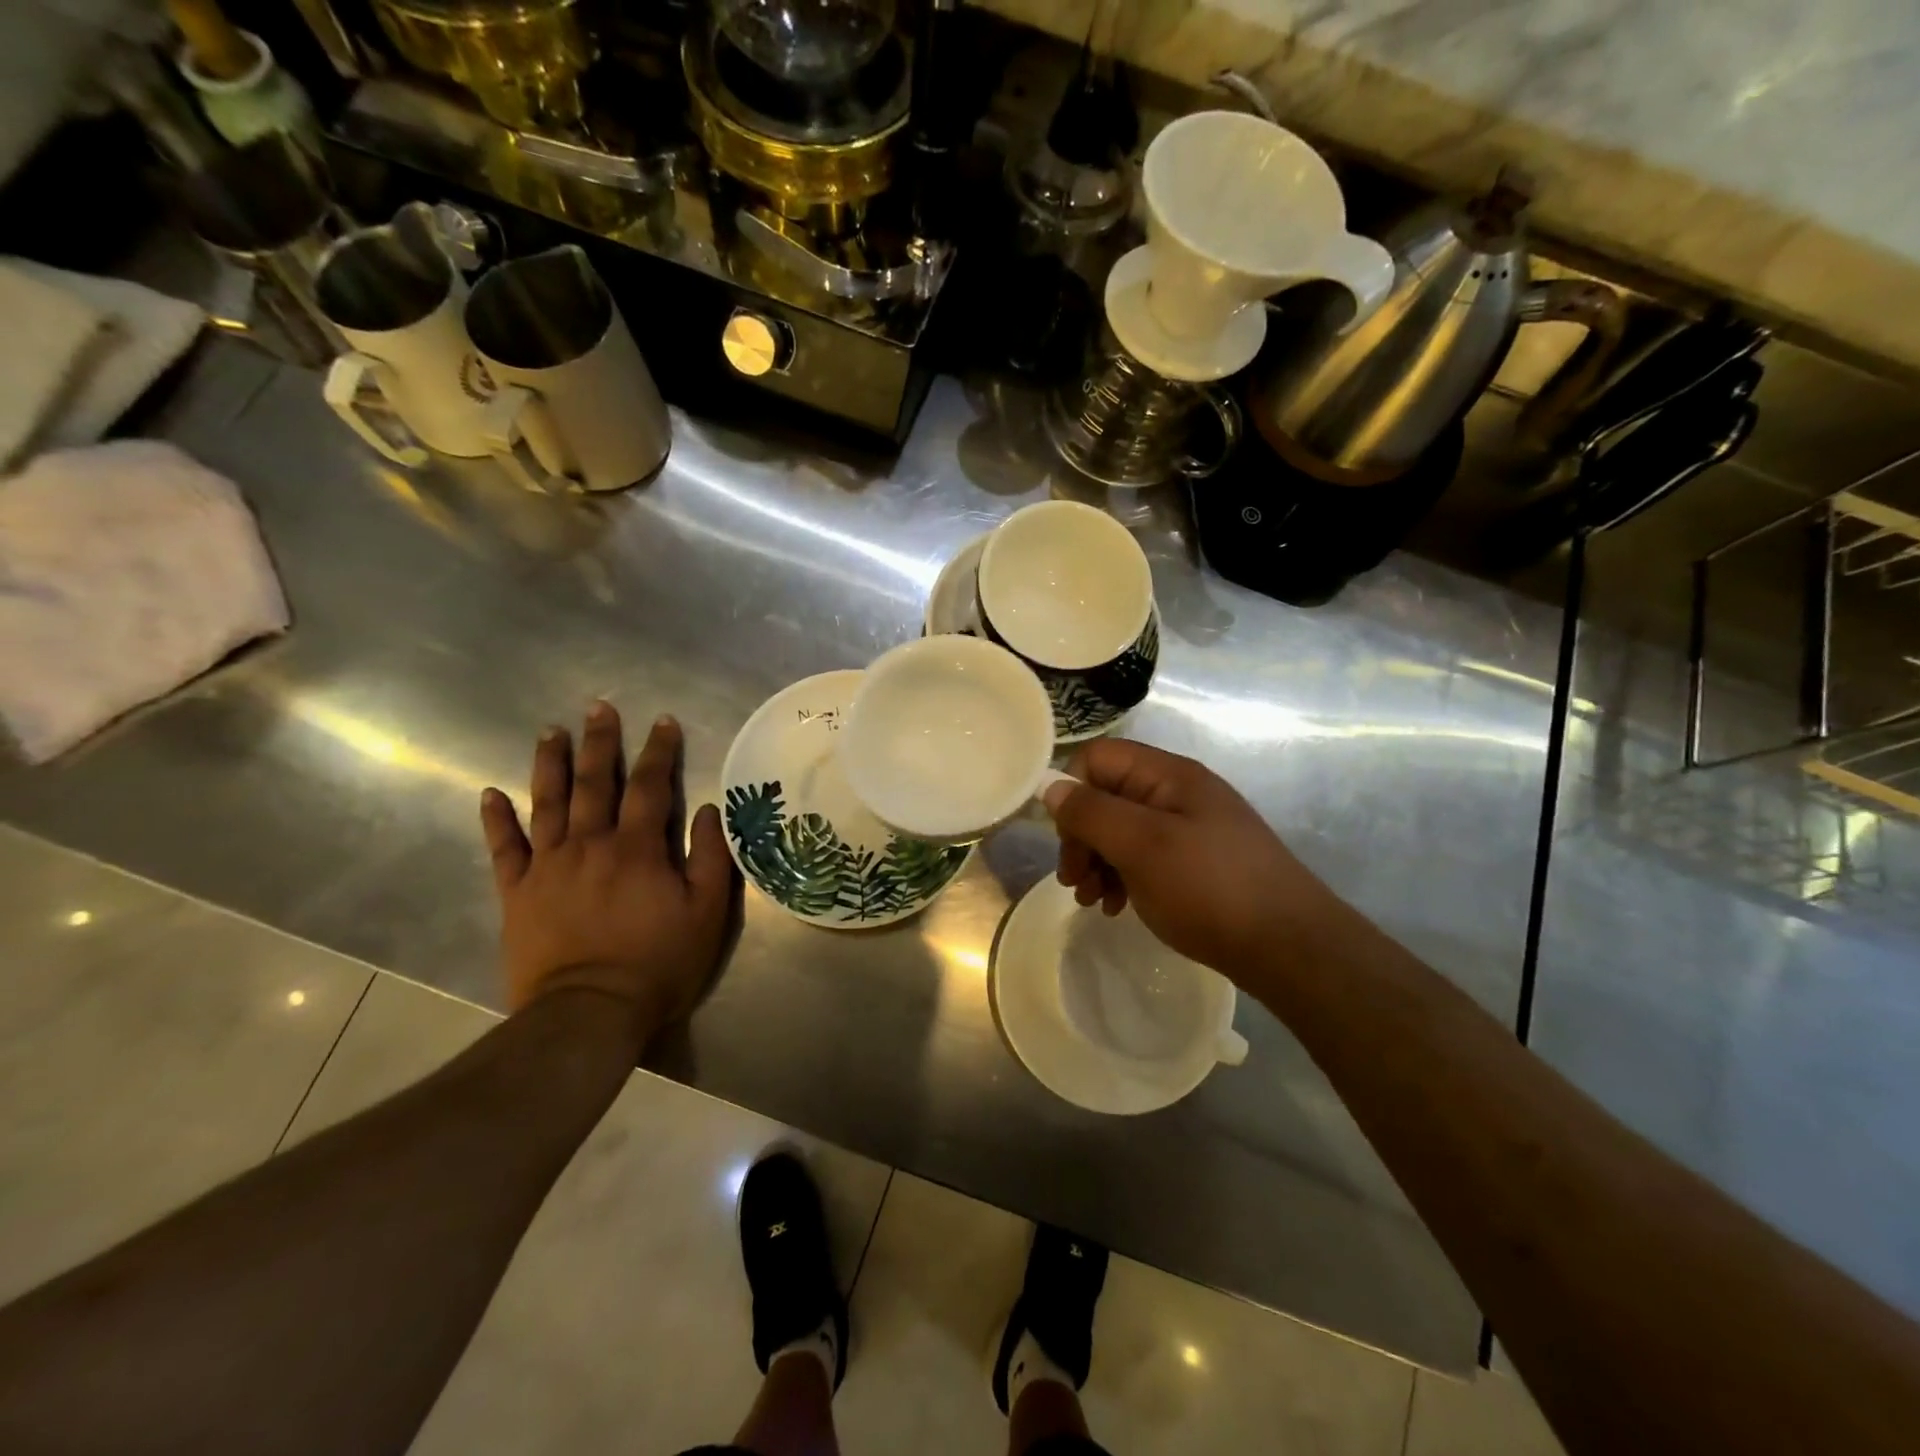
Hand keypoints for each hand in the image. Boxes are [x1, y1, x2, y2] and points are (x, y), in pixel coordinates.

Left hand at [480, 704, 737, 1035]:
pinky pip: (503, 849)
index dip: (659, 750)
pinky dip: (496, 820)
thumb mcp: (707, 912)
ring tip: (550, 731)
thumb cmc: (658, 963)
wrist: (588, 1014)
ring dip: (550, 764)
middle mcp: (590, 844)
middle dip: (600, 742)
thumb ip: (711, 857)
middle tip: (599, 707)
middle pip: (595, 782)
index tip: (663, 721)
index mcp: (638, 847)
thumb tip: (710, 810)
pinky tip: (489, 794)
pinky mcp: (517, 893)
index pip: (651, 786)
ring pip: (548, 803)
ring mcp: (548, 867)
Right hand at [1044, 739, 1339, 978]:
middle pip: (1106, 796)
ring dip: (1097, 861)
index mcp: (1168, 775)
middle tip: (1074, 881)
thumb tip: (1051, 786)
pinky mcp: (1196, 862)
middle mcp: (1177, 793)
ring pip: (1121, 830)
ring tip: (1092, 900)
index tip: (1065, 839)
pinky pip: (1143, 857)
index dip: (1072, 791)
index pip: (1098, 758)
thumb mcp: (1142, 846)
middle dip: (1081, 836)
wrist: (1289, 946)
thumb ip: (1091, 812)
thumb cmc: (1210, 888)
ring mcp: (1189, 828)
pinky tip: (1118, 906)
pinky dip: (1122, 877)